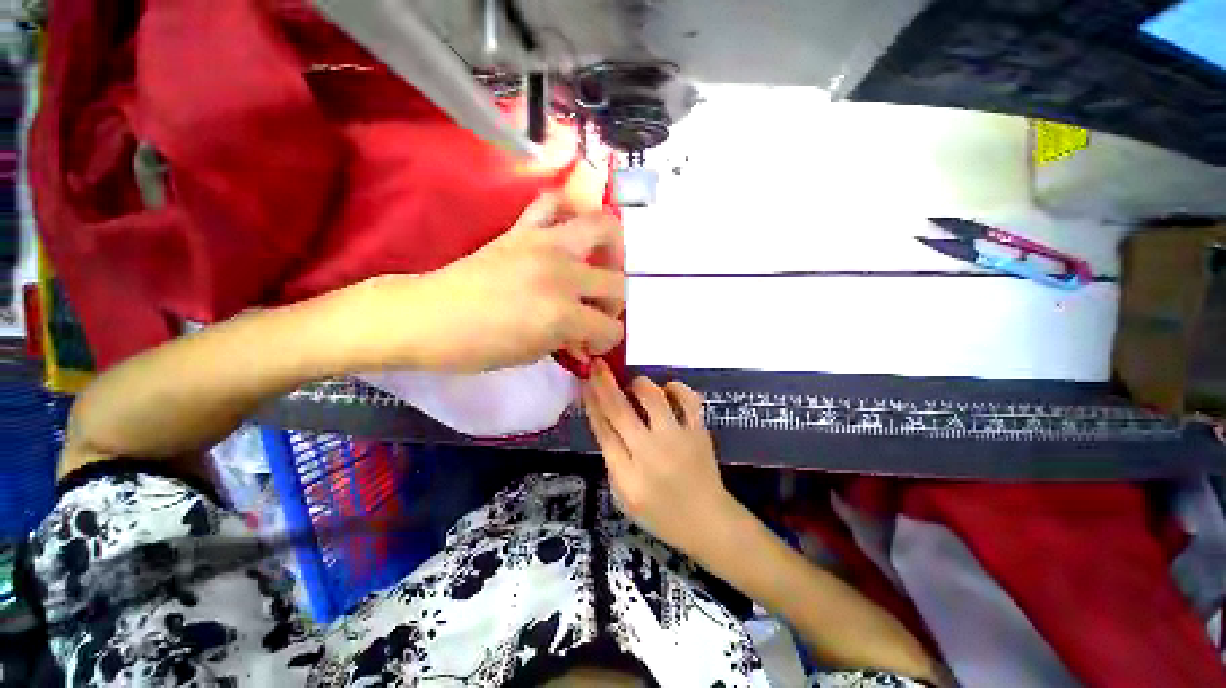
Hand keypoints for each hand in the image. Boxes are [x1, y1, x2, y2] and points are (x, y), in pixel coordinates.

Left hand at [398, 193, 625, 371]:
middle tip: (599, 311)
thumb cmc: (478, 347)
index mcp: (563, 314)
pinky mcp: (523, 229)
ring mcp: (544, 244)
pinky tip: (568, 233)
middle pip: (617, 283)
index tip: (596, 342)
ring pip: (602, 227)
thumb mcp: (534, 354)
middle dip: (616, 304)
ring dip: (611, 249)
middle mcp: (562, 274)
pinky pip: (553, 203)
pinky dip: (568, 213)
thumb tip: (588, 334)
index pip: (610, 327)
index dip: (609, 339)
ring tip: (601, 264)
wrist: (429, 317)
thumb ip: (570, 339)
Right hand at [583, 360, 738, 557]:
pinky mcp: (699, 431)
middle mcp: (650, 452)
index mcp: (627, 474)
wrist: (707, 521)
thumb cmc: (660, 513)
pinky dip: (675, 388)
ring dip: (639, 385)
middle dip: (604, 383)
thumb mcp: (624, 496)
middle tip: (597, 365)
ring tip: (635, 387)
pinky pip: (687, 398)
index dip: (591, 402)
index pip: (603, 429)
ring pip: (653, 396)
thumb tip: (605, 419)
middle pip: (620, 409)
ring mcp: (677, 438)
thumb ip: (612, 459)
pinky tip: (667, 390)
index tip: (585, 382)